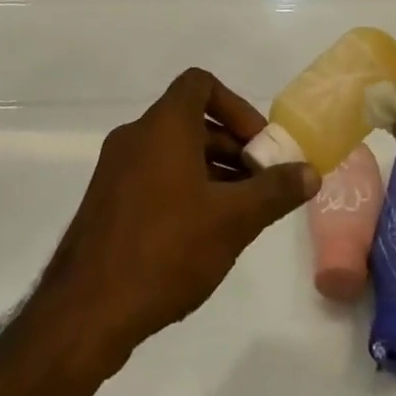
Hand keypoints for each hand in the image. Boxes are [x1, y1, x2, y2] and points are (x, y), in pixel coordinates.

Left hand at [35, 69, 318, 373]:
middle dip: (230, 147)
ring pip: (172, 152)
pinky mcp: (105, 202)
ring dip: (209, 171)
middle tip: (259, 185)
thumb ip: (274, 191)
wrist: (85, 311)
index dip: (236, 106)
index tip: (258, 145)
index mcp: (164, 124)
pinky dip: (182, 189)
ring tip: (237, 215)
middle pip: (191, 120)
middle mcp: (136, 135)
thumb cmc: (166, 249)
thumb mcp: (233, 220)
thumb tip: (310, 171)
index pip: (201, 83)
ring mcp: (116, 169)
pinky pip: (153, 176)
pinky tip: (200, 236)